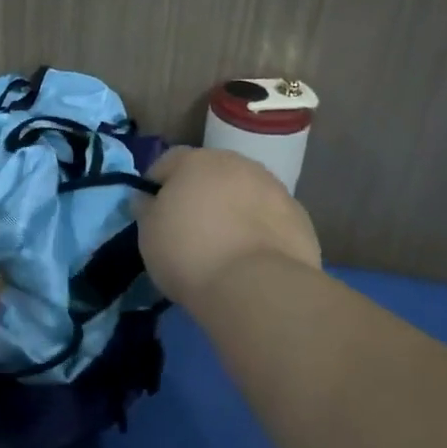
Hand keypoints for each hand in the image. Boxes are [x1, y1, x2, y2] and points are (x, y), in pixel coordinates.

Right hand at [137, 148, 321, 309]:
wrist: (256, 286)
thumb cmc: (189, 253)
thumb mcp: (149, 234)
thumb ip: (147, 209)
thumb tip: (147, 198)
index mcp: (196, 161)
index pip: (168, 161)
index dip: (157, 184)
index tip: (153, 211)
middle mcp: (237, 163)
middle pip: (212, 172)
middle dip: (200, 192)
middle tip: (190, 227)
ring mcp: (273, 187)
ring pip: (245, 192)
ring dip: (234, 208)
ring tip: (225, 245)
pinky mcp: (299, 216)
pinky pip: (270, 217)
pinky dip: (260, 229)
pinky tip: (252, 258)